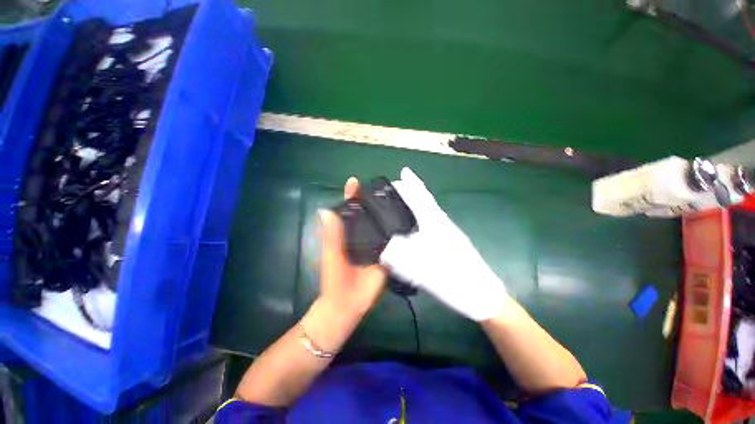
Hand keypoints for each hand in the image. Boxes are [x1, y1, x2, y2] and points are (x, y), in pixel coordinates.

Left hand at [317, 177, 386, 318]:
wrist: (350, 304)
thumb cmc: (335, 279)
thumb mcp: (332, 256)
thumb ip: (331, 236)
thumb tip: (324, 210)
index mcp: (347, 233)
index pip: (349, 211)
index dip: (351, 197)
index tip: (355, 181)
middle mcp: (362, 235)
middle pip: (368, 215)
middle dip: (375, 201)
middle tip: (387, 187)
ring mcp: (376, 244)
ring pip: (382, 226)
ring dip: (388, 214)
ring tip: (400, 199)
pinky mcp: (388, 254)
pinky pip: (393, 241)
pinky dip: (399, 231)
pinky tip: (408, 221)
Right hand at [380, 168, 508, 320]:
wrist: (483, 296)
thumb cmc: (455, 279)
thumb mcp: (422, 269)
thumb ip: (400, 257)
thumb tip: (380, 247)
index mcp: (437, 224)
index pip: (421, 197)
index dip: (411, 184)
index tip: (402, 173)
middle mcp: (443, 223)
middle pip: (426, 200)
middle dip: (414, 189)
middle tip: (400, 184)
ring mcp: (449, 232)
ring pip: (430, 211)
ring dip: (418, 202)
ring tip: (404, 200)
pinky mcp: (451, 242)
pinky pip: (431, 222)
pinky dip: (421, 216)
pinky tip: (416, 224)